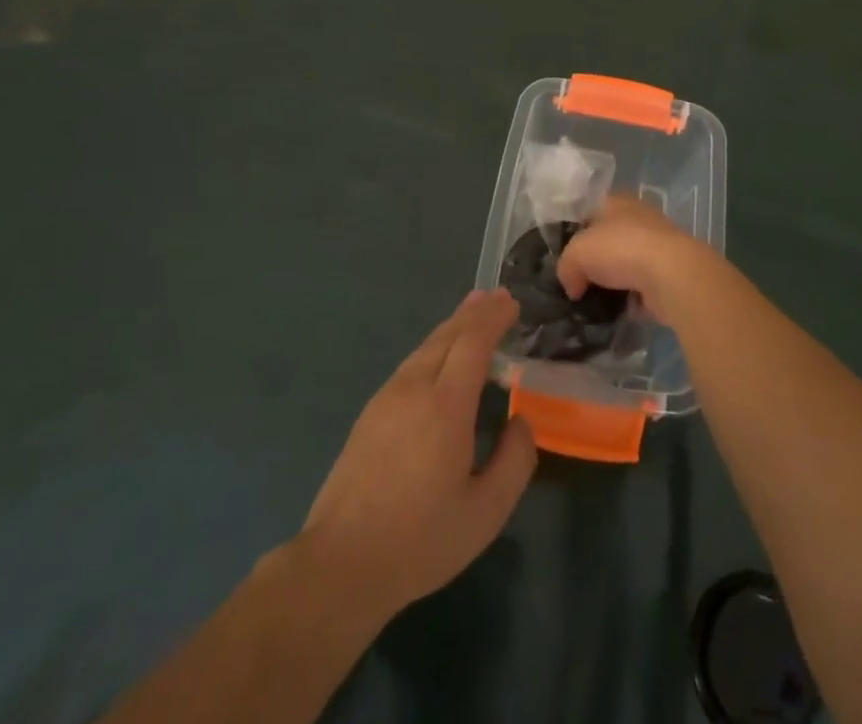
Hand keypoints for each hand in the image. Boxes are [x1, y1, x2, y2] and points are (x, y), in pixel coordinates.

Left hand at [299, 290, 536, 619]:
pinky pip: (410, 364)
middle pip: (448, 335)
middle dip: (475, 313)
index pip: (473, 342)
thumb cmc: (420, 540)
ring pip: (425, 347)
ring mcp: (387, 398)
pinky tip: (438, 356)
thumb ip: (514, 461)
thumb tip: (521, 421)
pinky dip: (433, 346)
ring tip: (471, 312)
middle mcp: (415, 388)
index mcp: (446, 405)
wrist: (341, 564)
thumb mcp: (485, 512)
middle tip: (498, 297)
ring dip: (452, 326)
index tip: (513, 302)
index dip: (494, 318)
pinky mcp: (370, 413)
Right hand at [557, 195, 716, 326]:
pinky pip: (640, 288)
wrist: (671, 275)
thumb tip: (572, 286)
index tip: (564, 256)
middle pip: (608, 240)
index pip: (590, 211)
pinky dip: (629, 300)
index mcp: (617, 202)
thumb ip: (566, 266)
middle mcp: (638, 219)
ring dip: (612, 283)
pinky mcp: (668, 275)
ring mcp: (656, 247)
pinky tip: (615, 314)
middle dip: (594, 261)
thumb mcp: (577, 252)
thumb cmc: (620, 249)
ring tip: (592, 303)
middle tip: (575, 283)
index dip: (575, 232)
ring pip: (625, 265)